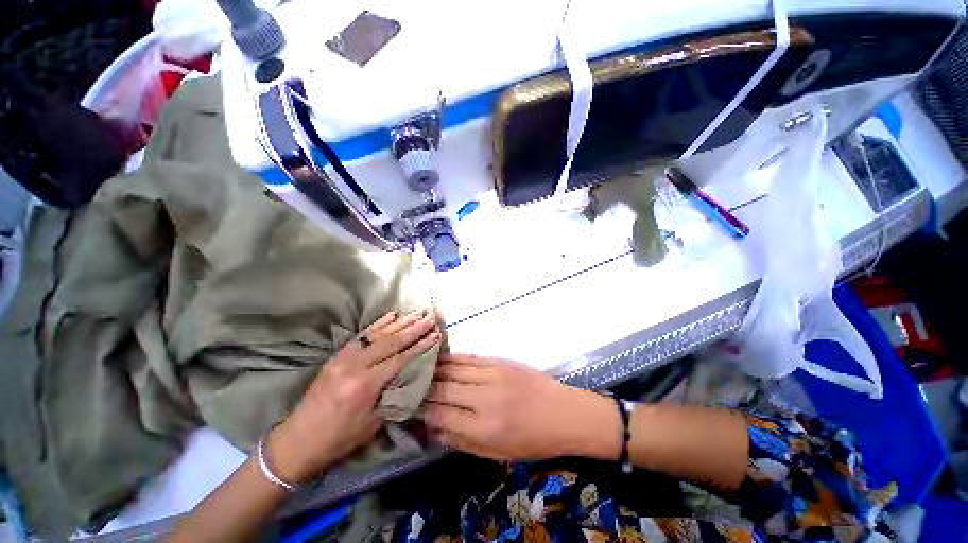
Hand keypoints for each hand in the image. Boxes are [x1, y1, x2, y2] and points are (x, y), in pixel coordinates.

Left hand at [267, 310, 440, 483]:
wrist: (297, 441)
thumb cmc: (339, 438)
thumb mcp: (373, 423)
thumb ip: (392, 395)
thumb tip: (410, 374)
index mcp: (365, 384)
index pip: (400, 358)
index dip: (420, 346)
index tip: (436, 334)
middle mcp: (355, 365)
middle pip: (391, 342)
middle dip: (414, 328)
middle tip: (431, 316)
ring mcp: (344, 358)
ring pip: (378, 335)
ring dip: (400, 322)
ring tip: (417, 313)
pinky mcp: (338, 356)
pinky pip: (362, 336)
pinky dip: (379, 324)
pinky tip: (391, 316)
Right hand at [424, 354, 620, 460]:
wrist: (564, 413)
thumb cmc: (532, 440)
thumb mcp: (496, 453)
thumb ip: (461, 440)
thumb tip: (433, 427)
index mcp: (483, 427)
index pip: (440, 415)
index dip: (422, 411)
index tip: (409, 408)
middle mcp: (484, 398)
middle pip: (443, 388)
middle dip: (422, 389)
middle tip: (409, 387)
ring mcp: (493, 375)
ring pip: (453, 369)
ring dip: (434, 370)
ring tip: (418, 370)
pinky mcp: (500, 361)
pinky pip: (470, 358)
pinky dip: (453, 359)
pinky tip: (441, 360)